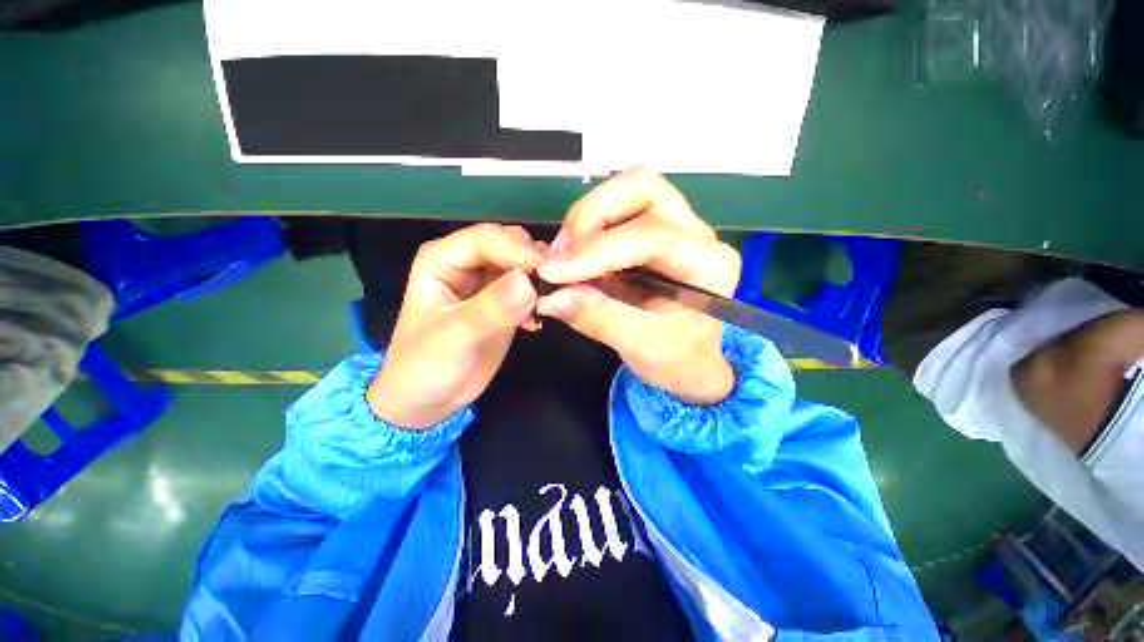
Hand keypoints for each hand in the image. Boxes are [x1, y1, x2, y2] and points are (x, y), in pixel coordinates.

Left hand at [367, 224, 541, 429]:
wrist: (428, 398)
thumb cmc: (426, 366)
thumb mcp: (454, 338)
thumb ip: (491, 308)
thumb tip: (529, 282)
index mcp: (443, 258)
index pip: (489, 238)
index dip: (521, 252)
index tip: (551, 273)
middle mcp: (467, 261)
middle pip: (512, 243)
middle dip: (535, 261)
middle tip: (555, 288)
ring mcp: (488, 280)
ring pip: (525, 262)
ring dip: (541, 279)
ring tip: (548, 305)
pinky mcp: (505, 300)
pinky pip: (531, 286)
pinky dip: (540, 297)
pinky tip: (536, 322)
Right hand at [536, 168, 740, 404]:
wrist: (688, 362)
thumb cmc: (675, 359)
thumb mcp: (639, 346)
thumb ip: (596, 317)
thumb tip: (549, 296)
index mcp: (709, 265)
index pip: (651, 236)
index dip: (597, 250)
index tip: (551, 271)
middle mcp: (697, 234)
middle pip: (643, 187)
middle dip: (592, 215)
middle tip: (561, 255)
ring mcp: (675, 227)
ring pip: (627, 191)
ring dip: (586, 219)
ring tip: (564, 258)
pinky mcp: (652, 232)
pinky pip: (616, 211)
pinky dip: (587, 229)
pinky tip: (574, 257)